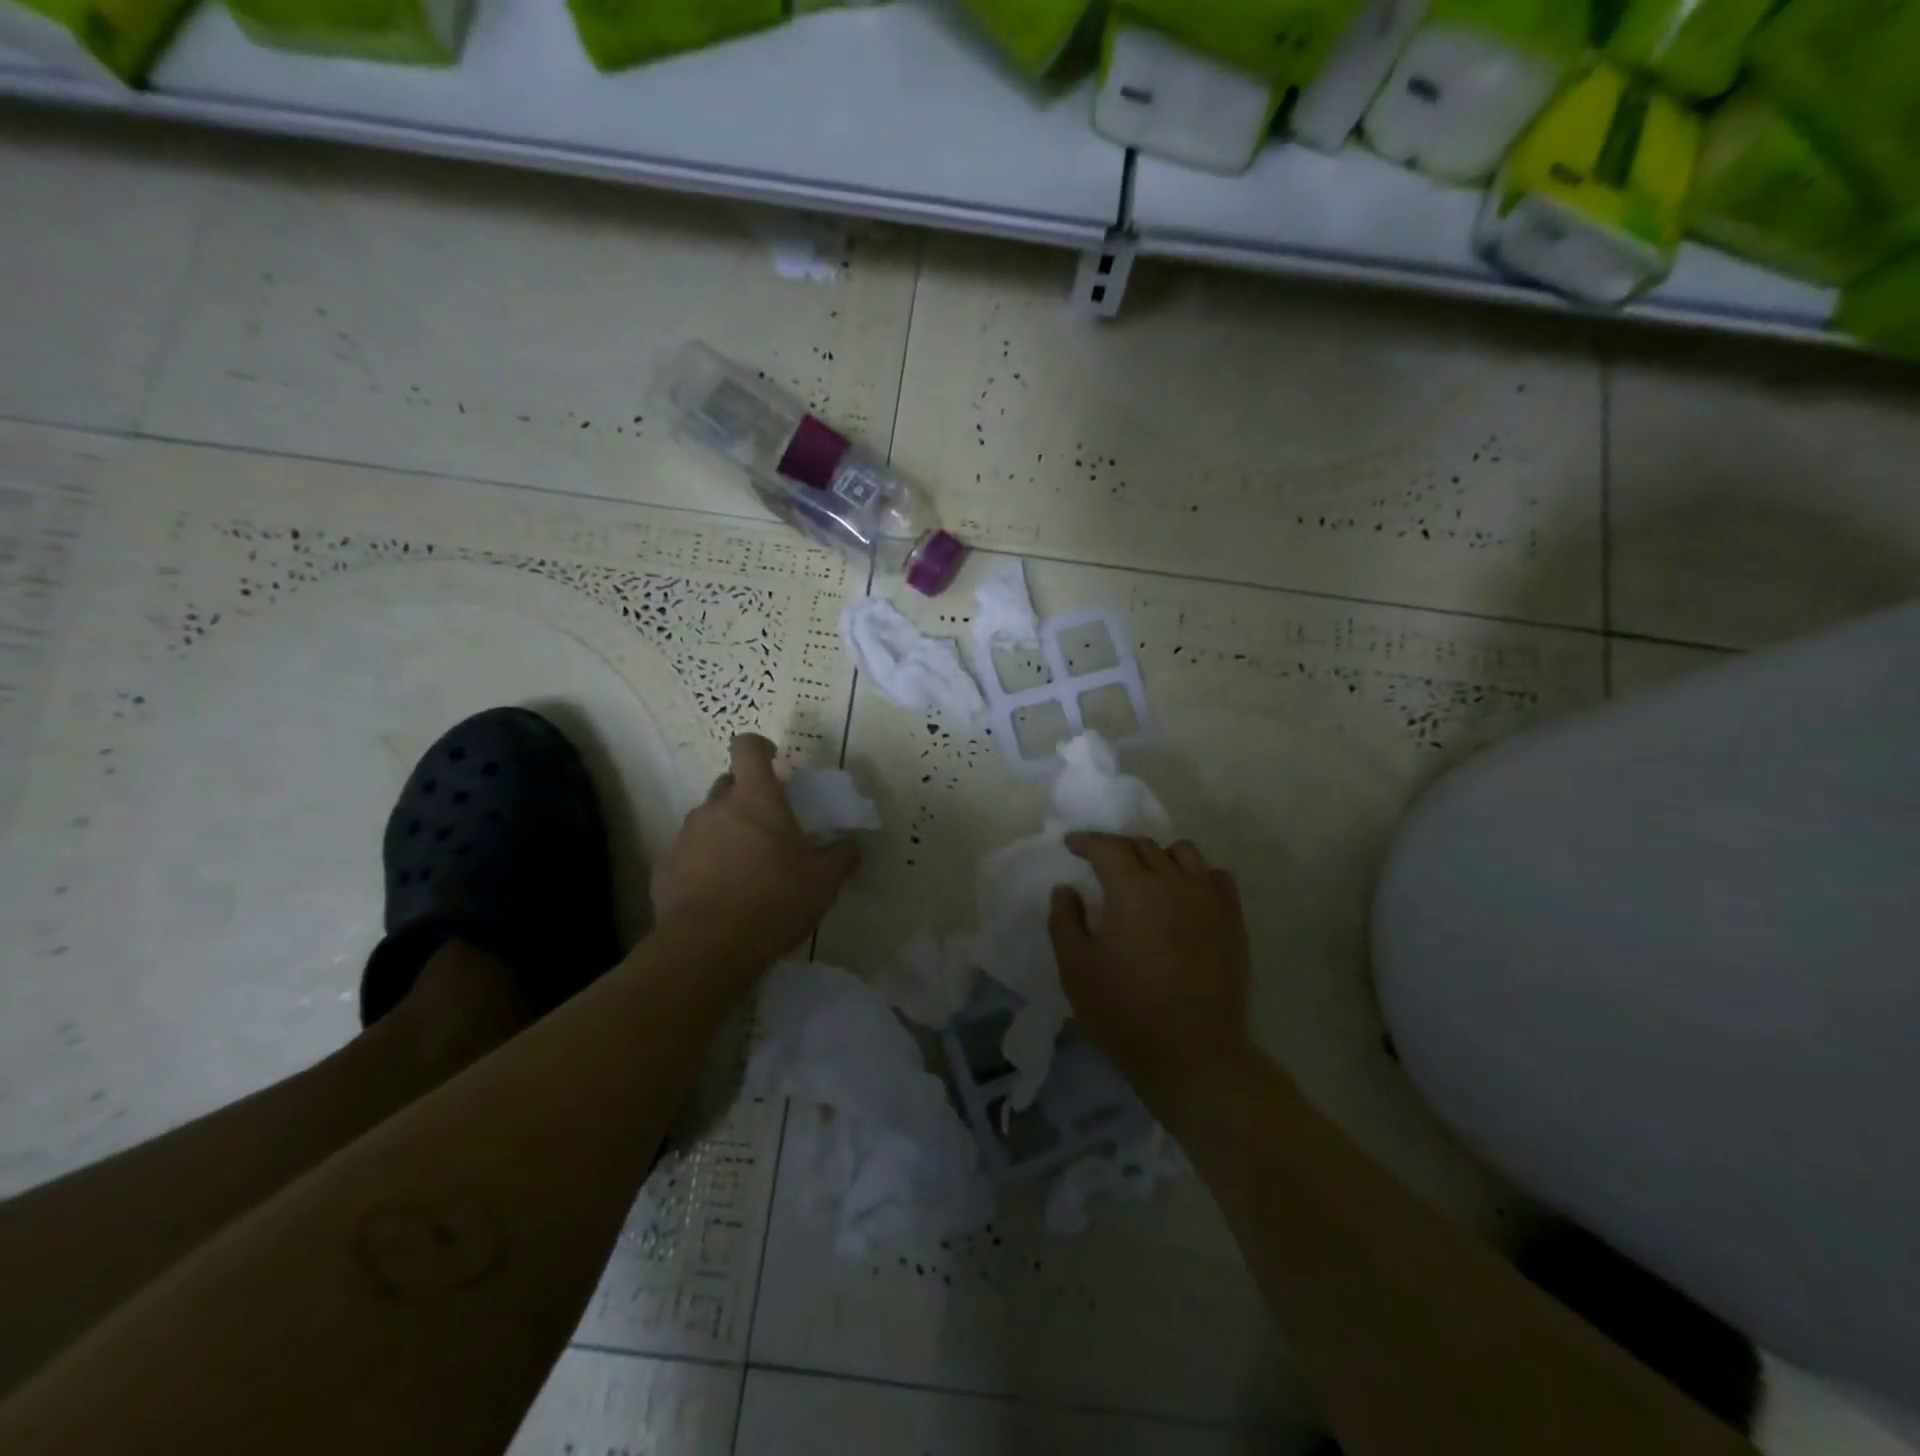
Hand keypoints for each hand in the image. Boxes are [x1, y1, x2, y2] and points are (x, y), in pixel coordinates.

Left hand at [652, 735, 859, 962]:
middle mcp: (716, 807)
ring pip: (708, 819)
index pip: (747, 747)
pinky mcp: (665, 868)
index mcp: (755, 798)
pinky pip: (688, 853)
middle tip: (768, 826)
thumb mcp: (823, 882)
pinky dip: (703, 863)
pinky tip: (718, 893)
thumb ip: (840, 856)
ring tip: (743, 867)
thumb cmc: (773, 900)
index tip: (773, 762)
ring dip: (725, 831)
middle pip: (728, 783)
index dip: (759, 748)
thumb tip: (851, 844)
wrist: (708, 947)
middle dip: (746, 797)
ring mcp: (686, 836)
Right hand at [1049, 833, 1252, 1106]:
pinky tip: (1184, 895)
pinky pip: (1216, 878)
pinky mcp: (1234, 921)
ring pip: (1184, 853)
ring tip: (1146, 877)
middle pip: (1144, 845)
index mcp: (1132, 889)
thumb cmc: (1125, 1013)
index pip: (1107, 846)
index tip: (1071, 845)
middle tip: (1101, 864)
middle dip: (1117, 848)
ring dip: (1158, 856)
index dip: (1086, 841)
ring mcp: (1209, 900)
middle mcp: (1174, 882)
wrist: (1194, 1057)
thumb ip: (1064, 920)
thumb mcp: (1076, 969)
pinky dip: (1195, 876)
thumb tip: (1067, 889)